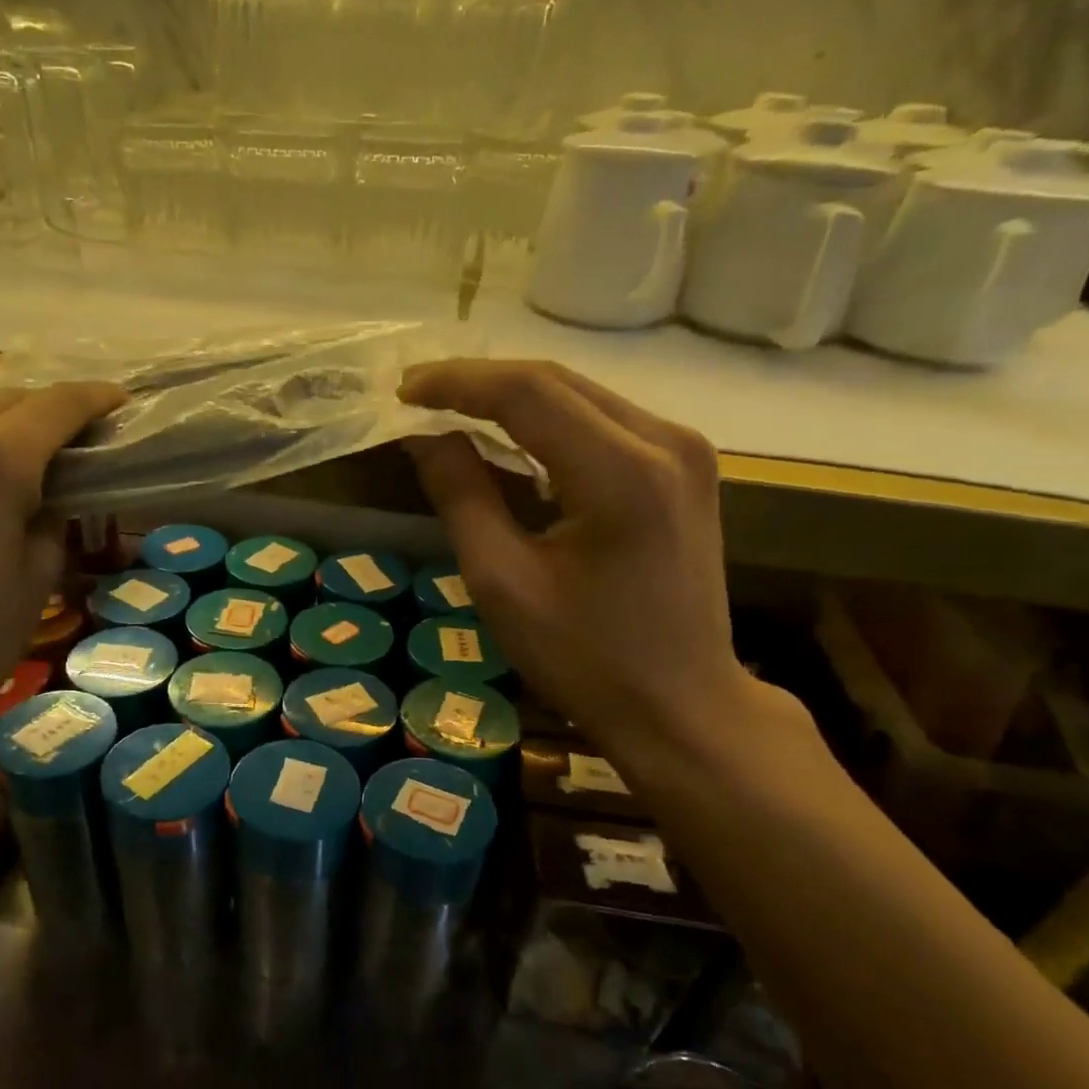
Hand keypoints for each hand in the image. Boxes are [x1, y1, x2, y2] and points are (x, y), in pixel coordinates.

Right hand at [401, 359, 761, 770]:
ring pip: (582, 396)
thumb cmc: (585, 659)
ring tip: (452, 412)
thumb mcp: (504, 584)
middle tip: (419, 397)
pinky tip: (511, 440)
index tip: (403, 391)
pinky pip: (604, 422)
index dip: (458, 382)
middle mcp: (665, 441)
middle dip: (481, 383)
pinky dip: (550, 423)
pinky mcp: (685, 468)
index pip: (527, 392)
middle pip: (557, 382)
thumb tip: (425, 436)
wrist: (681, 706)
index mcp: (620, 473)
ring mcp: (684, 451)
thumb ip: (462, 497)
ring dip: (514, 399)